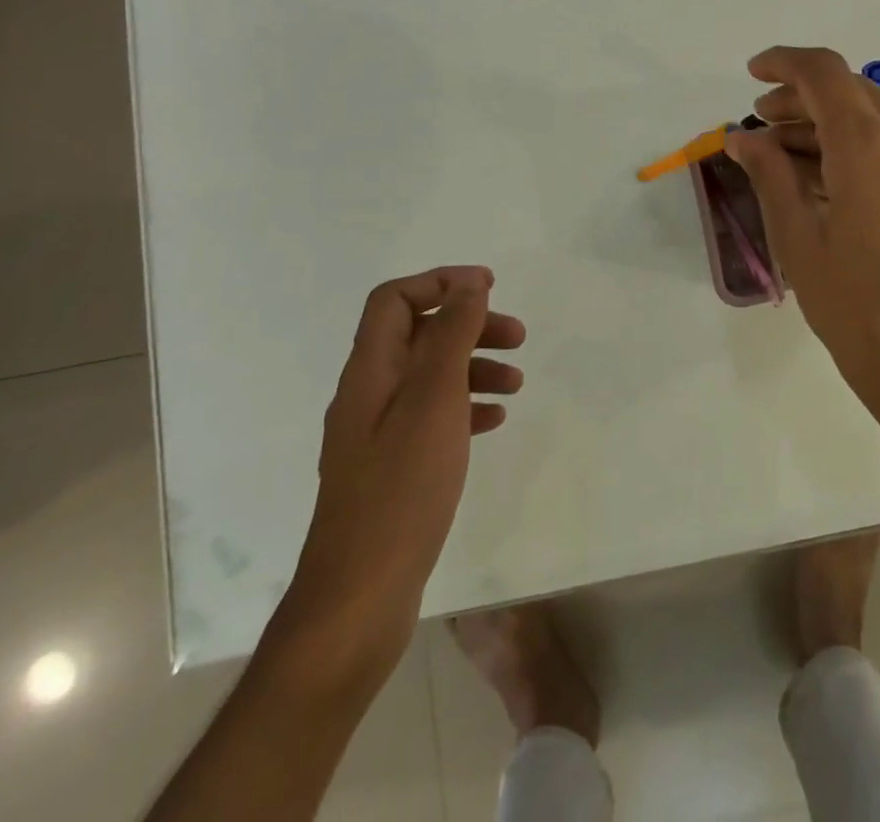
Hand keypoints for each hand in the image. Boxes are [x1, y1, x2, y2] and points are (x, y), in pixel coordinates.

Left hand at [283, 266, 523, 664]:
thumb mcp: (434, 398)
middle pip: (419, 335)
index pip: (394, 299)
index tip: (490, 288)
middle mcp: (369, 394)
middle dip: (469, 325)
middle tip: (518, 336)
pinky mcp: (393, 467)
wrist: (360, 596)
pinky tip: (495, 420)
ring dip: (474, 366)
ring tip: (517, 382)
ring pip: (430, 376)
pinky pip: (433, 416)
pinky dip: (466, 406)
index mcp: (370, 370)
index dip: (440, 281)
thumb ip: (452, 334)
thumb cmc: (402, 487)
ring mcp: (378, 434)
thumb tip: (469, 283)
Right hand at [725, 47, 879, 480]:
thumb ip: (770, 176)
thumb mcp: (800, 242)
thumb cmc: (862, 313)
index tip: (752, 74)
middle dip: (801, 100)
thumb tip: (744, 137)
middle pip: (851, 89)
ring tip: (787, 156)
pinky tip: (829, 177)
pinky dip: (859, 143)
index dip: (783, 63)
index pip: (823, 72)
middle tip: (761, 127)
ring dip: (829, 122)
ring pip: (876, 113)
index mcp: (872, 144)